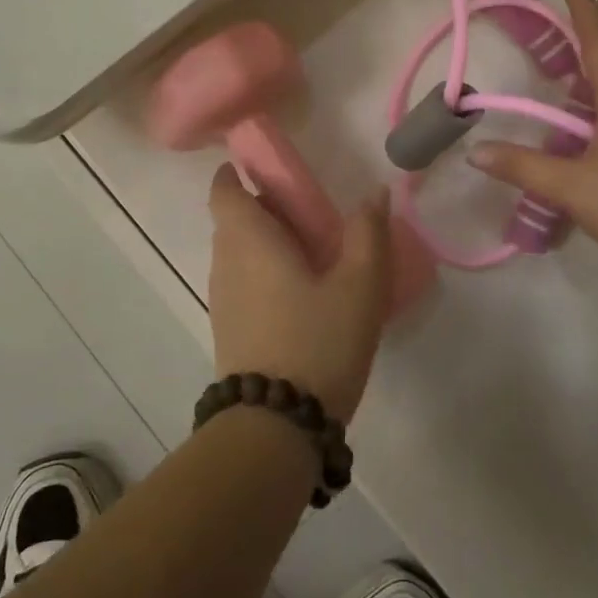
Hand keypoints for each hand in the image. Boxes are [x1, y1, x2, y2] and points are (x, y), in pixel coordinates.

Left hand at [206, 164, 392, 422]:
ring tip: (311, 253)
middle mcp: (225, 263)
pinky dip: (263, 273)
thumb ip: (368, 233)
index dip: (237, 173)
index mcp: (248, 240)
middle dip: (264, 208)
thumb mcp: (360, 285)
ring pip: (237, 254)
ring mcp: (222, 300)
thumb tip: (375, 193)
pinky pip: (240, 283)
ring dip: (265, 244)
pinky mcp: (228, 330)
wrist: (276, 426)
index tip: (269, 170)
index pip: (224, 190)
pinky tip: (300, 295)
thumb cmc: (318, 341)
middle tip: (309, 213)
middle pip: (233, 220)